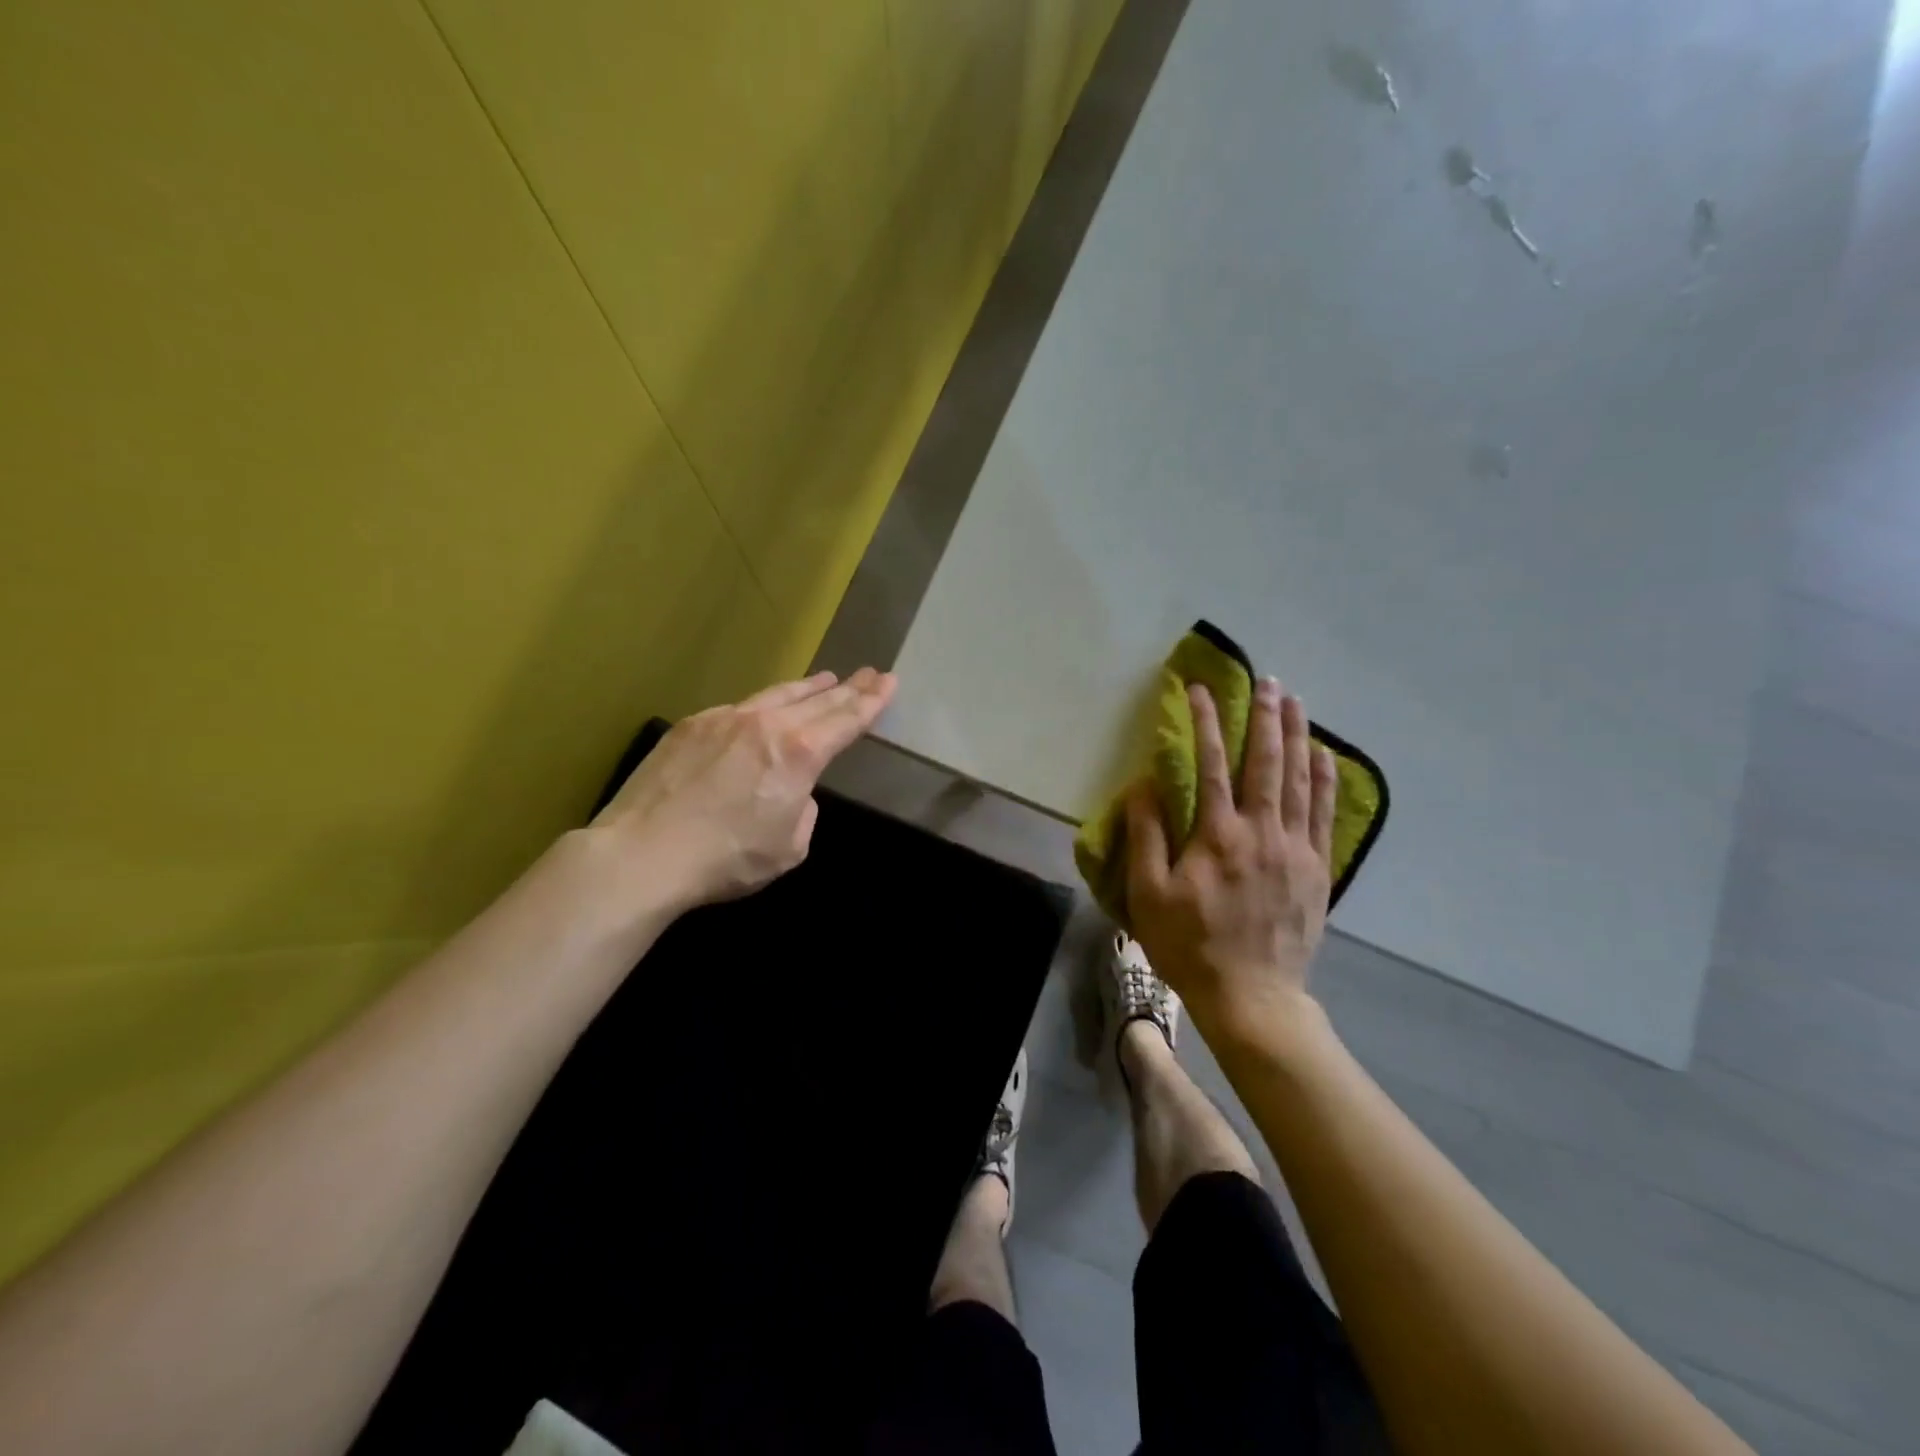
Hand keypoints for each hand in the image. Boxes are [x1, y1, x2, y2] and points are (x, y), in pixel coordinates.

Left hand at [592, 668, 896, 910]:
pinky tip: (762, 712)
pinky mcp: (692, 725)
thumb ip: (803, 810)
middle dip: (849, 688)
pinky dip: (761, 707)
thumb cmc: (726, 859)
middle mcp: (767, 724)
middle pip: (818, 700)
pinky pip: (738, 709)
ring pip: (776, 695)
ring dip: (806, 689)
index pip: (846, 720)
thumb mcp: (789, 848)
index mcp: (800, 753)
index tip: (889, 681)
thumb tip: (791, 792)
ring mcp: (725, 718)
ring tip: (826, 679)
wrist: (642, 853)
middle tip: (871, 673)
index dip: (872, 701)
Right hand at [1125, 677, 1338, 1042]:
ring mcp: (1295, 848)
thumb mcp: (1148, 894)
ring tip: (1296, 701)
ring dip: (1297, 735)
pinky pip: (1323, 812)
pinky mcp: (1316, 868)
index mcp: (1218, 835)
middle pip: (1265, 761)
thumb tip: (1145, 785)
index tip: (1199, 690)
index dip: (1205, 723)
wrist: (1252, 996)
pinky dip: (1324, 778)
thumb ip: (1147, 835)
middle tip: (1266, 681)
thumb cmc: (1190, 944)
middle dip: (1264, 716)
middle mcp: (1261, 831)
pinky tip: (1324, 754)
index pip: (1211, 764)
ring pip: (1299, 779)